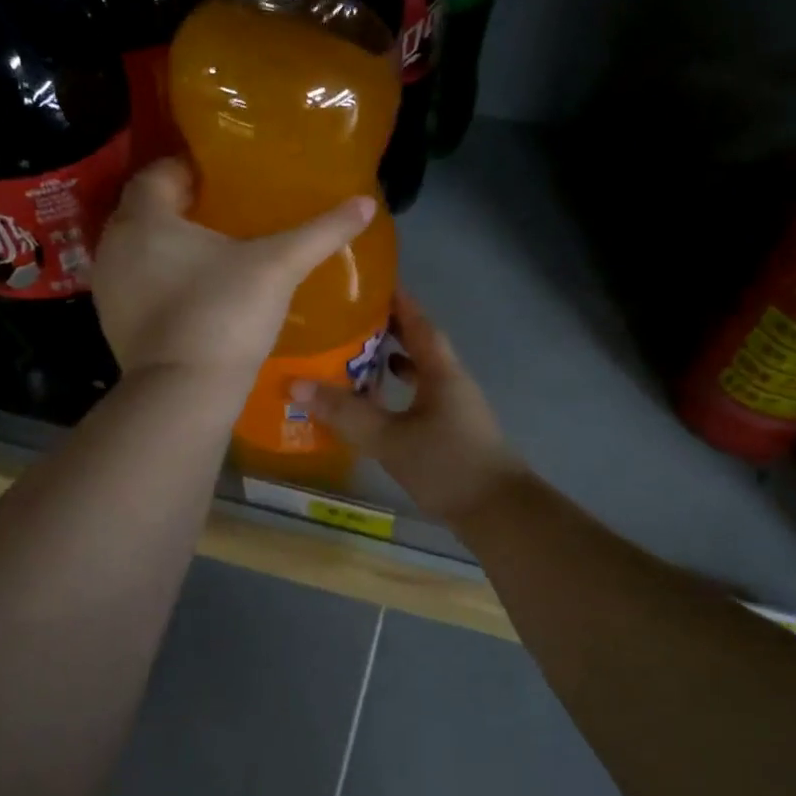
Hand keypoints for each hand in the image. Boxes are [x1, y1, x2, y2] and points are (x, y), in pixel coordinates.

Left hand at [94, 158, 375, 384]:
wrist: (184, 394)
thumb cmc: (225, 313)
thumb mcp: (279, 267)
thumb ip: (320, 232)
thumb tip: (365, 203)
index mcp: (145, 219)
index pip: (158, 172)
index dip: (189, 170)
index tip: (223, 179)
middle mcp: (115, 246)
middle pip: (146, 212)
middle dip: (181, 208)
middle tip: (225, 213)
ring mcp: (109, 289)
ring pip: (140, 252)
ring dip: (169, 248)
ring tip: (214, 254)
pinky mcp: (115, 325)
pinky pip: (139, 287)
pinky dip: (162, 282)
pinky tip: (198, 295)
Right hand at [294, 293, 526, 522]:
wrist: (498, 513)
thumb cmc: (447, 465)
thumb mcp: (390, 438)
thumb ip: (345, 413)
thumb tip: (297, 385)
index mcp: (442, 371)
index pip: (418, 322)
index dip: (396, 301)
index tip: (369, 282)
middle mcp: (451, 381)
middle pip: (418, 344)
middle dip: (387, 329)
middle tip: (347, 318)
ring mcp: (454, 407)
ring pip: (419, 372)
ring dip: (391, 361)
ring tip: (354, 356)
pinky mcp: (451, 430)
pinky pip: (419, 397)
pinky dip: (397, 392)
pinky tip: (376, 404)